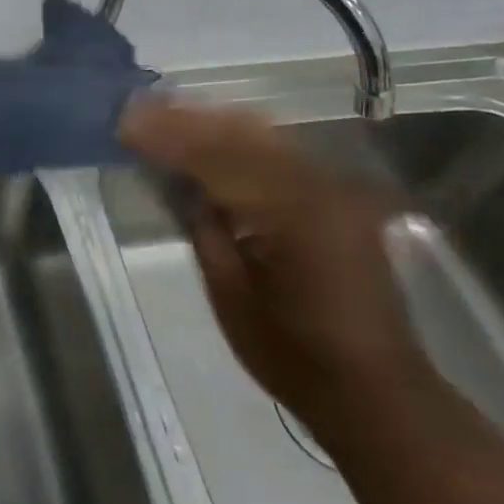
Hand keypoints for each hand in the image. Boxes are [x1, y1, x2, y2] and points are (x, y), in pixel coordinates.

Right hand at [121, 100, 436, 442]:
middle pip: (240, 133)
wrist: (378, 393)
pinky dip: (238, 138)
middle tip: (137, 110)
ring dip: (209, 121)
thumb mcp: (231, 297)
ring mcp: (333, 187)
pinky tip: (208, 135)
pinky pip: (278, 150)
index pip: (216, 158)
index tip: (125, 124)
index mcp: (292, 216)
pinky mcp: (337, 194)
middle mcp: (318, 187)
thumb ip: (203, 228)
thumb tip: (175, 179)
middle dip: (185, 118)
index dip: (167, 137)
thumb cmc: (295, 356)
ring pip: (260, 133)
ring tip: (163, 114)